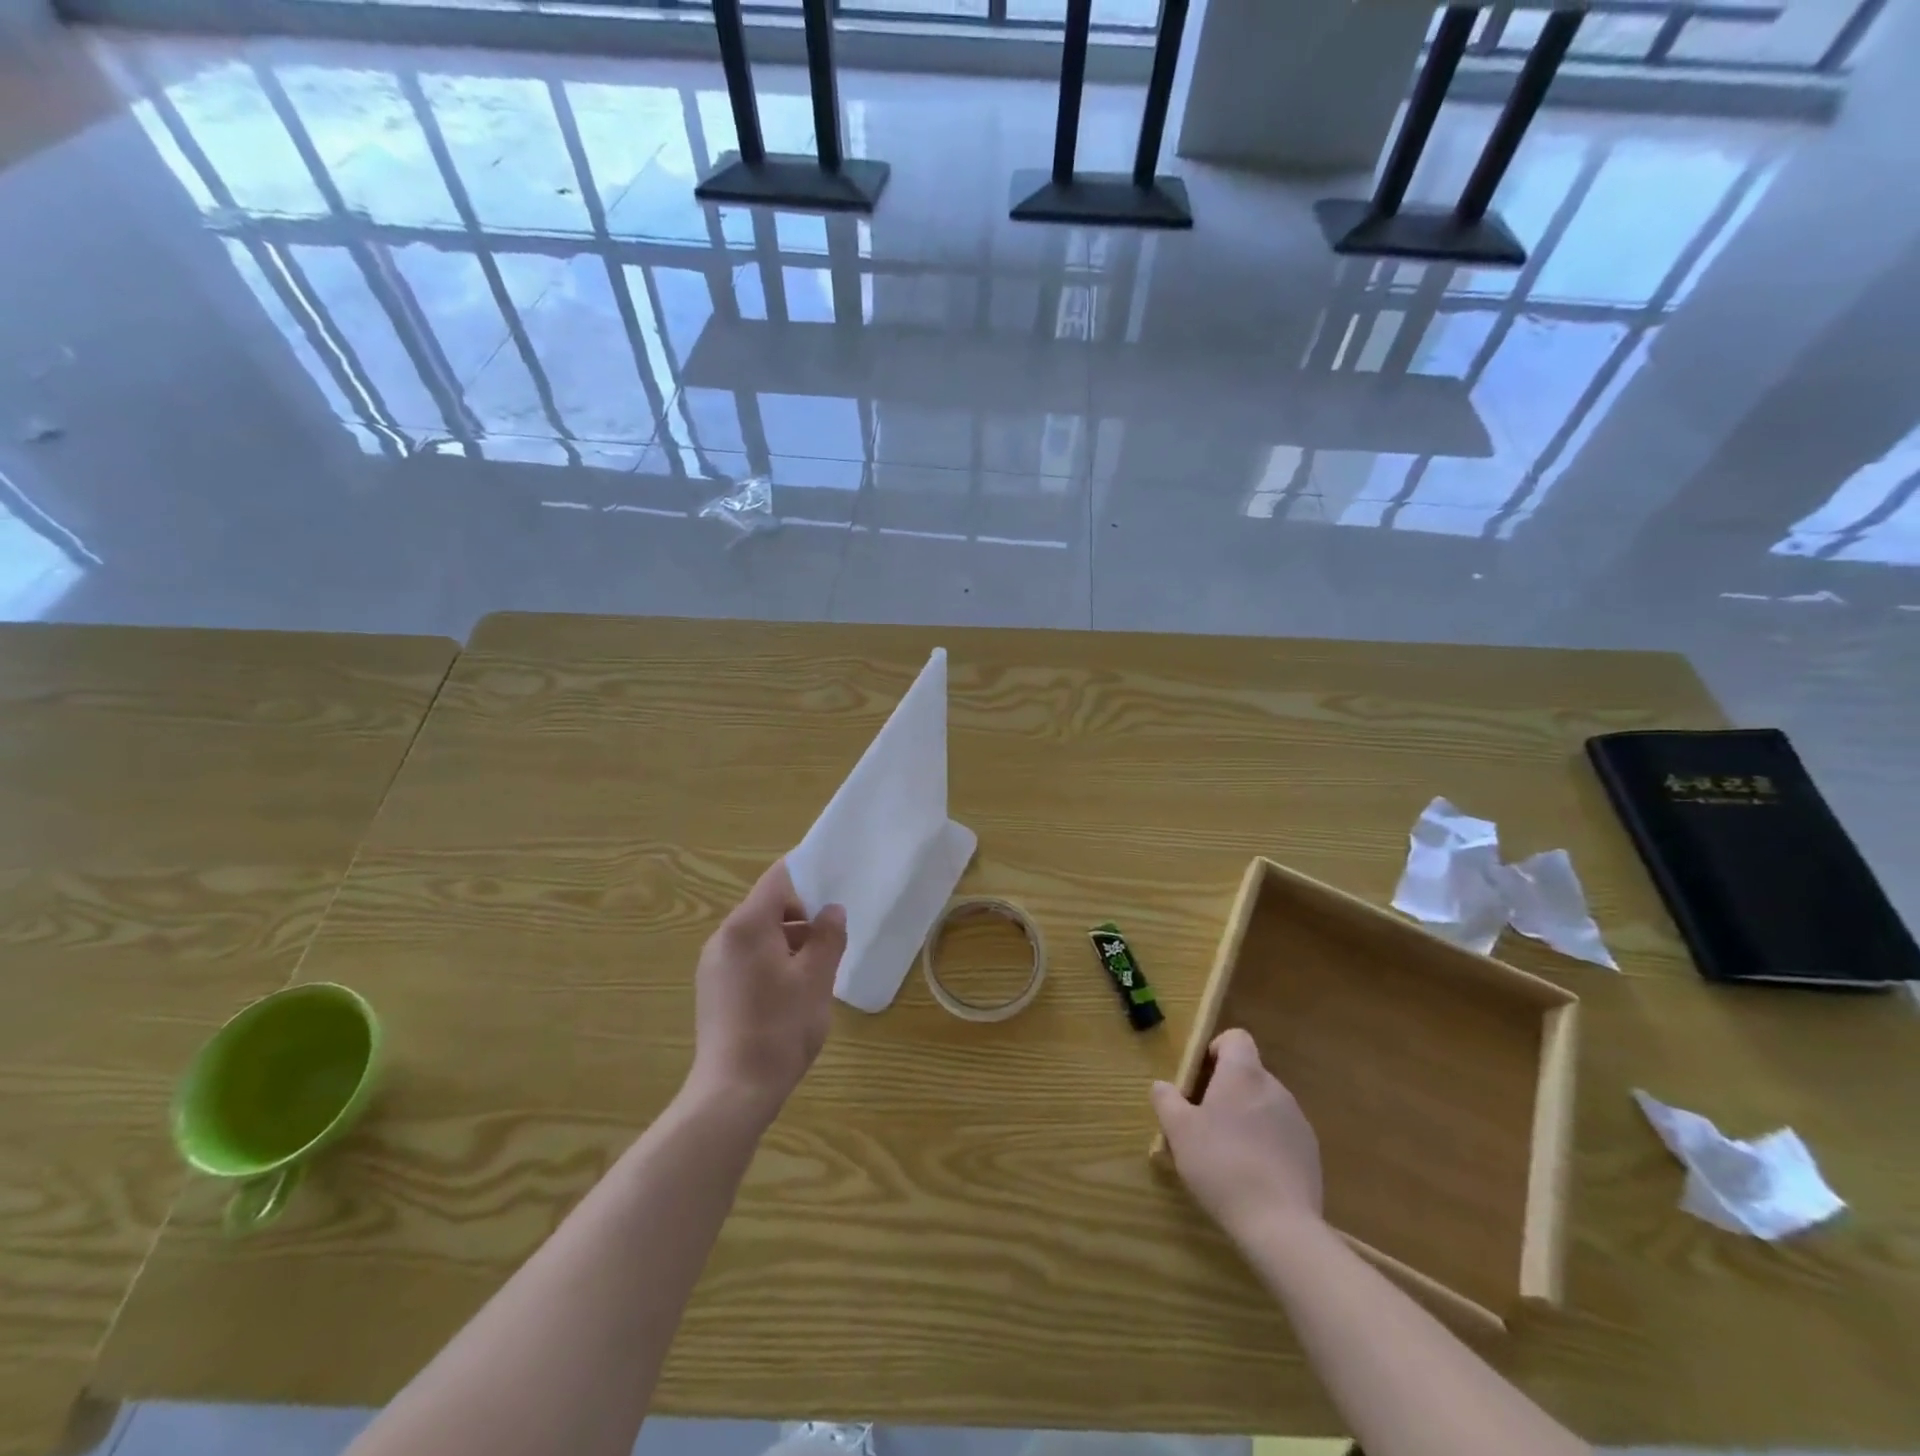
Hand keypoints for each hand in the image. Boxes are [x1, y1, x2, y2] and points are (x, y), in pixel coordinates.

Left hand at [689, 859, 847, 1125]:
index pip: (778, 879)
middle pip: (767, 906)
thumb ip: (828, 937)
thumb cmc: (780, 1028)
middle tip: (832, 940)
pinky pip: (746, 958)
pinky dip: (771, 961)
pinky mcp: (712, 989)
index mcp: (747, 925)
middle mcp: (723, 937)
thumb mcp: (816, 979)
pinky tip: (790, 993)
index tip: (835, 887)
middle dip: (802, 916)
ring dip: (788, 941)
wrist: (733, 1091)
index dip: (808, 876)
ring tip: (816, 971)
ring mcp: (713, 964)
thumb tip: (832, 910)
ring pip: (758, 935)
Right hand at [1152, 1028, 1322, 1239]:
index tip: (1201, 1077)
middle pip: (1249, 1073)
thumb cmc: (1221, 1165)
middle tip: (1205, 1121)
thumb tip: (1162, 1085)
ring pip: (1265, 1104)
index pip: (1236, 1038)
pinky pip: (1282, 1133)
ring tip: (1229, 1152)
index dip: (1217, 1049)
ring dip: (1247, 1116)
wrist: (1279, 1224)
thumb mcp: (1178, 1131)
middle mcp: (1274, 1088)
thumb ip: (1166, 1100)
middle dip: (1227, 1089)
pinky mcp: (1311, 1152)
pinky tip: (1254, 1174)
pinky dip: (1267, 1142)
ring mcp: (1297, 1120)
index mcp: (1243, 1074)